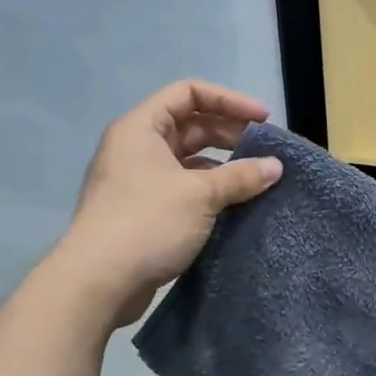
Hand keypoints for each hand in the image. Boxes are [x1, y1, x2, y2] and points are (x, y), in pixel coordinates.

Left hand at [56, 80, 281, 325]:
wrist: (99, 282)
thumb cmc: (147, 223)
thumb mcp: (200, 195)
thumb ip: (241, 176)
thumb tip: (276, 167)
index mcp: (141, 128)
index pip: (189, 93)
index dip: (229, 100)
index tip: (264, 120)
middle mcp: (137, 147)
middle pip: (190, 125)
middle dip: (230, 134)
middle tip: (266, 152)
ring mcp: (138, 181)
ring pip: (188, 161)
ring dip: (223, 167)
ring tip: (257, 181)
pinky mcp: (143, 212)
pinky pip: (183, 189)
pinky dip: (210, 192)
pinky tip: (235, 206)